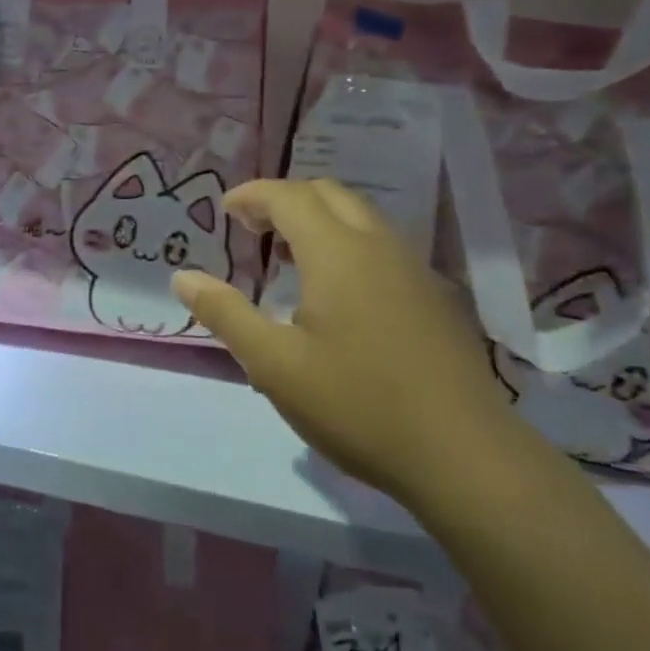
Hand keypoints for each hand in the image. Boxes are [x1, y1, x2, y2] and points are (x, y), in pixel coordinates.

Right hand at [171, 179, 519, 504]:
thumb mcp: (275, 365)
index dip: (252, 195)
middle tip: (254, 228)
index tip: (225, 210)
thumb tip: (183, 277)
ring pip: (360, 217)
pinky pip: (382, 245)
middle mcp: (378, 245)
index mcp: (337, 252)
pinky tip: (338, 293)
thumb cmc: (358, 404)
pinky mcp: (436, 297)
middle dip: (285, 199)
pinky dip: (348, 243)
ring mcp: (414, 269)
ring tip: (289, 255)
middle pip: (328, 194)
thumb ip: (225, 314)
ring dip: (319, 220)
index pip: (288, 196)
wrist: (466, 456)